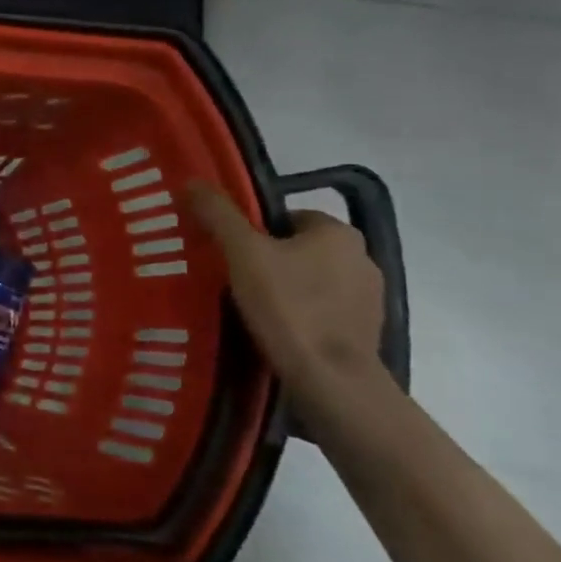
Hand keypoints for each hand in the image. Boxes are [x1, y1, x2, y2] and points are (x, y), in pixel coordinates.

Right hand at [187, 182, 387, 401]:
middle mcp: (362, 257)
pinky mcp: (367, 332)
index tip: (229, 256)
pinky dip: (301, 318)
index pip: (286, 218)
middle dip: (268, 262)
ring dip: (286, 291)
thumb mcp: (243, 254)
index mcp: (338, 231)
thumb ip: (218, 215)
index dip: (252, 233)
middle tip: (232, 283)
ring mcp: (369, 298)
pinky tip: (276, 334)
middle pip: (298, 250)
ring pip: (312, 282)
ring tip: (250, 312)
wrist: (331, 380)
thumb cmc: (288, 307)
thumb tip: (192, 181)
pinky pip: (323, 312)